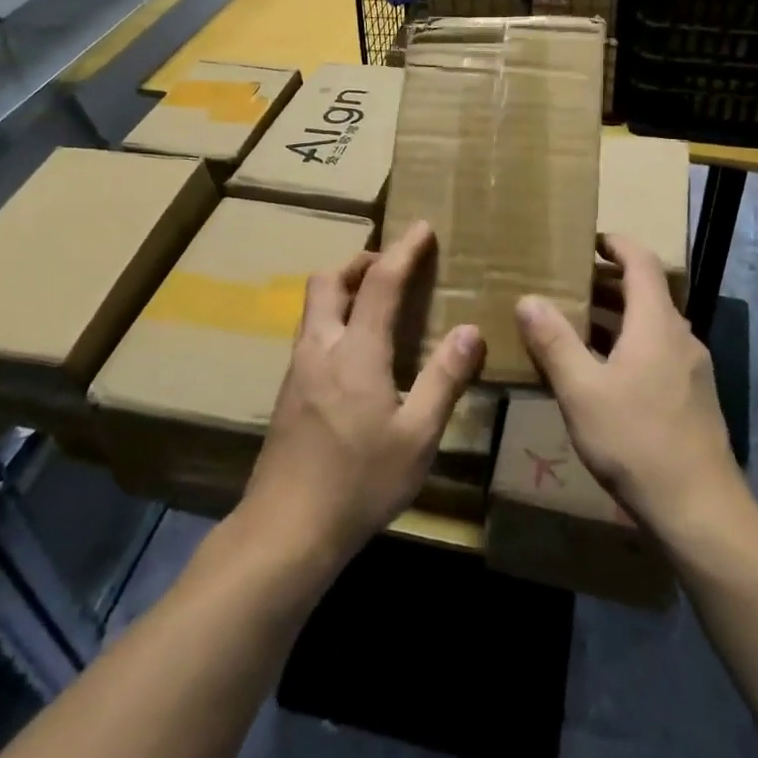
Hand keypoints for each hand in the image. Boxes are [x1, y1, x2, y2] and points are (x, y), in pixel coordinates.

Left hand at [240, 221, 484, 567]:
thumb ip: (444, 379)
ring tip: (376, 303)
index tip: (421, 227)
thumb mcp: (417, 436)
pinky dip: (333, 319)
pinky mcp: (288, 393)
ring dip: (342, 288)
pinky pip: (310, 333)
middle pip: (328, 281)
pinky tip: (354, 352)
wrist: (286, 530)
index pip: (380, 283)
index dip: (403, 250)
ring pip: (313, 306)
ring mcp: (297, 370)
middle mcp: (320, 348)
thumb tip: (470, 330)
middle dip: (360, 261)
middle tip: (393, 268)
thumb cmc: (359, 483)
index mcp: (355, 352)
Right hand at [516, 233, 740, 539]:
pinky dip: (626, 345)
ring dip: (614, 317)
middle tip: (565, 283)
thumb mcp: (582, 391)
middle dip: (606, 281)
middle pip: (645, 292)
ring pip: (649, 326)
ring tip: (573, 324)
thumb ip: (554, 342)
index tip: (586, 240)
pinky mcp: (691, 397)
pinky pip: (655, 352)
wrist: (700, 510)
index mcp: (657, 323)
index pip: (641, 261)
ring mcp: (690, 369)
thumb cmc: (637, 441)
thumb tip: (528, 299)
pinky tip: (599, 373)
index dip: (615, 243)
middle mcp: (679, 337)